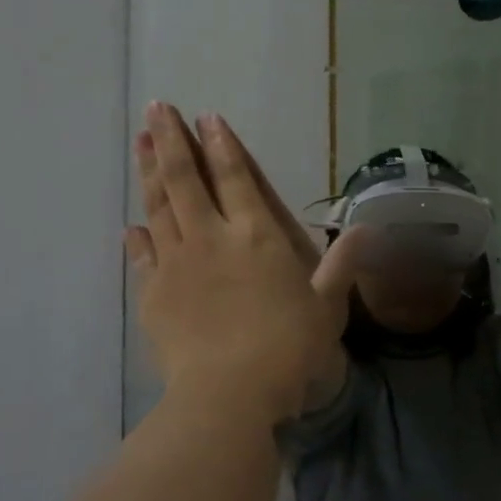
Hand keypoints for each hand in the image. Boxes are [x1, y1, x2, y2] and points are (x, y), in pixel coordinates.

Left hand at [128, 104, 369, 423]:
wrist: (230, 392)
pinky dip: (138, 237)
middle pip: (186, 179)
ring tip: (141, 143)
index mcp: (256, 236)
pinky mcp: (153, 293)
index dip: (222, 145)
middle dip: (172, 140)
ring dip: (150, 172)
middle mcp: (211, 238)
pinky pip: (143, 256)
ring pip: (159, 207)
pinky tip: (133, 225)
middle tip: (157, 108)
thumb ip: (342, 264)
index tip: (206, 117)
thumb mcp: (327, 305)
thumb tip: (368, 229)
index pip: (235, 178)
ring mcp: (176, 263)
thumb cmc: (289, 347)